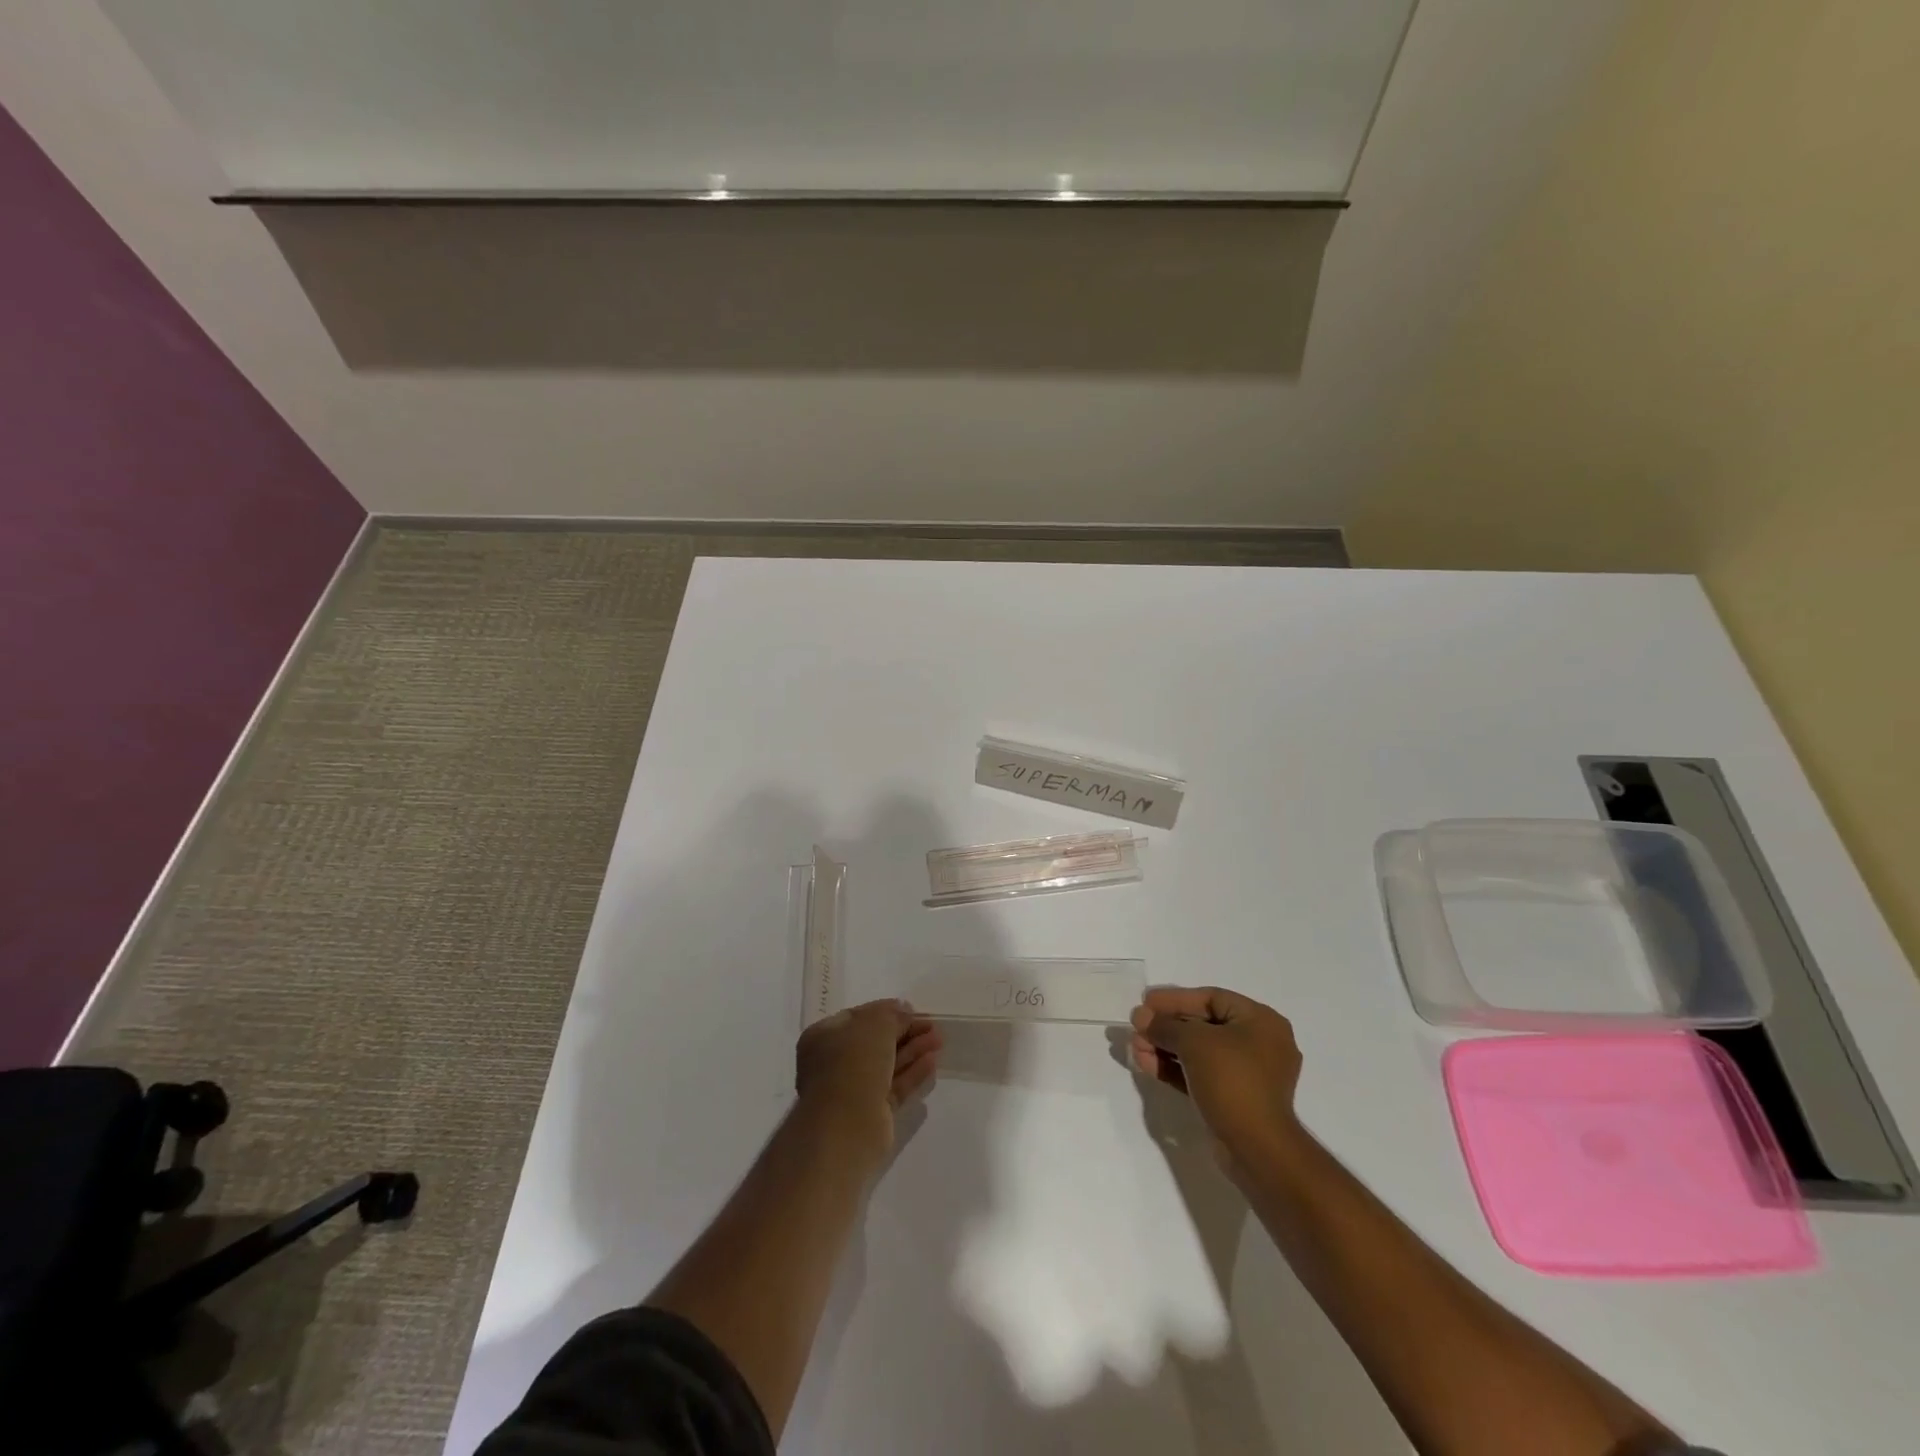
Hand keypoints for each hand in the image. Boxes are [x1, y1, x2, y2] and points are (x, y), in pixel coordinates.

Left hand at [796, 1000, 940, 1155]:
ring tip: (939, 1040)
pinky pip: (894, 1086)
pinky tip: (932, 1062)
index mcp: (824, 1036)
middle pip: (875, 1041)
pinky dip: (912, 1073)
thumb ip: (893, 1016)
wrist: (846, 1125)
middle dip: (904, 1031)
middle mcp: (834, 1062)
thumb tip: (904, 1011)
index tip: (912, 1009)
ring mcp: (852, 1089)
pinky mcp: (870, 1113)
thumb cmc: (854, 1063)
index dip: (887, 1011)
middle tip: (932, 1025)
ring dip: (912, 1050)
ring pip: (887, 1064)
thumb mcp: (876, 1024)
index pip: (859, 1016)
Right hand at [1130, 986, 1304, 1177]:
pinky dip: (1174, 1068)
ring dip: (1165, 1047)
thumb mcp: (1194, 1043)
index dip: (1175, 998)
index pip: (1211, 998)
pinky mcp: (1234, 1099)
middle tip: (1137, 1026)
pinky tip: (1145, 1064)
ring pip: (1199, 1052)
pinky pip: (1200, 1074)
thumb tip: (1140, 1016)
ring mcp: (1247, 1074)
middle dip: (1166, 1026)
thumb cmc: (1232, 1080)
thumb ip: (1164, 1025)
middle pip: (1203, 1025)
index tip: (1145, 1001)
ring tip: (1135, 1047)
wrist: (1256, 1149)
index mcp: (1261, 1021)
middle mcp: (1258, 1043)